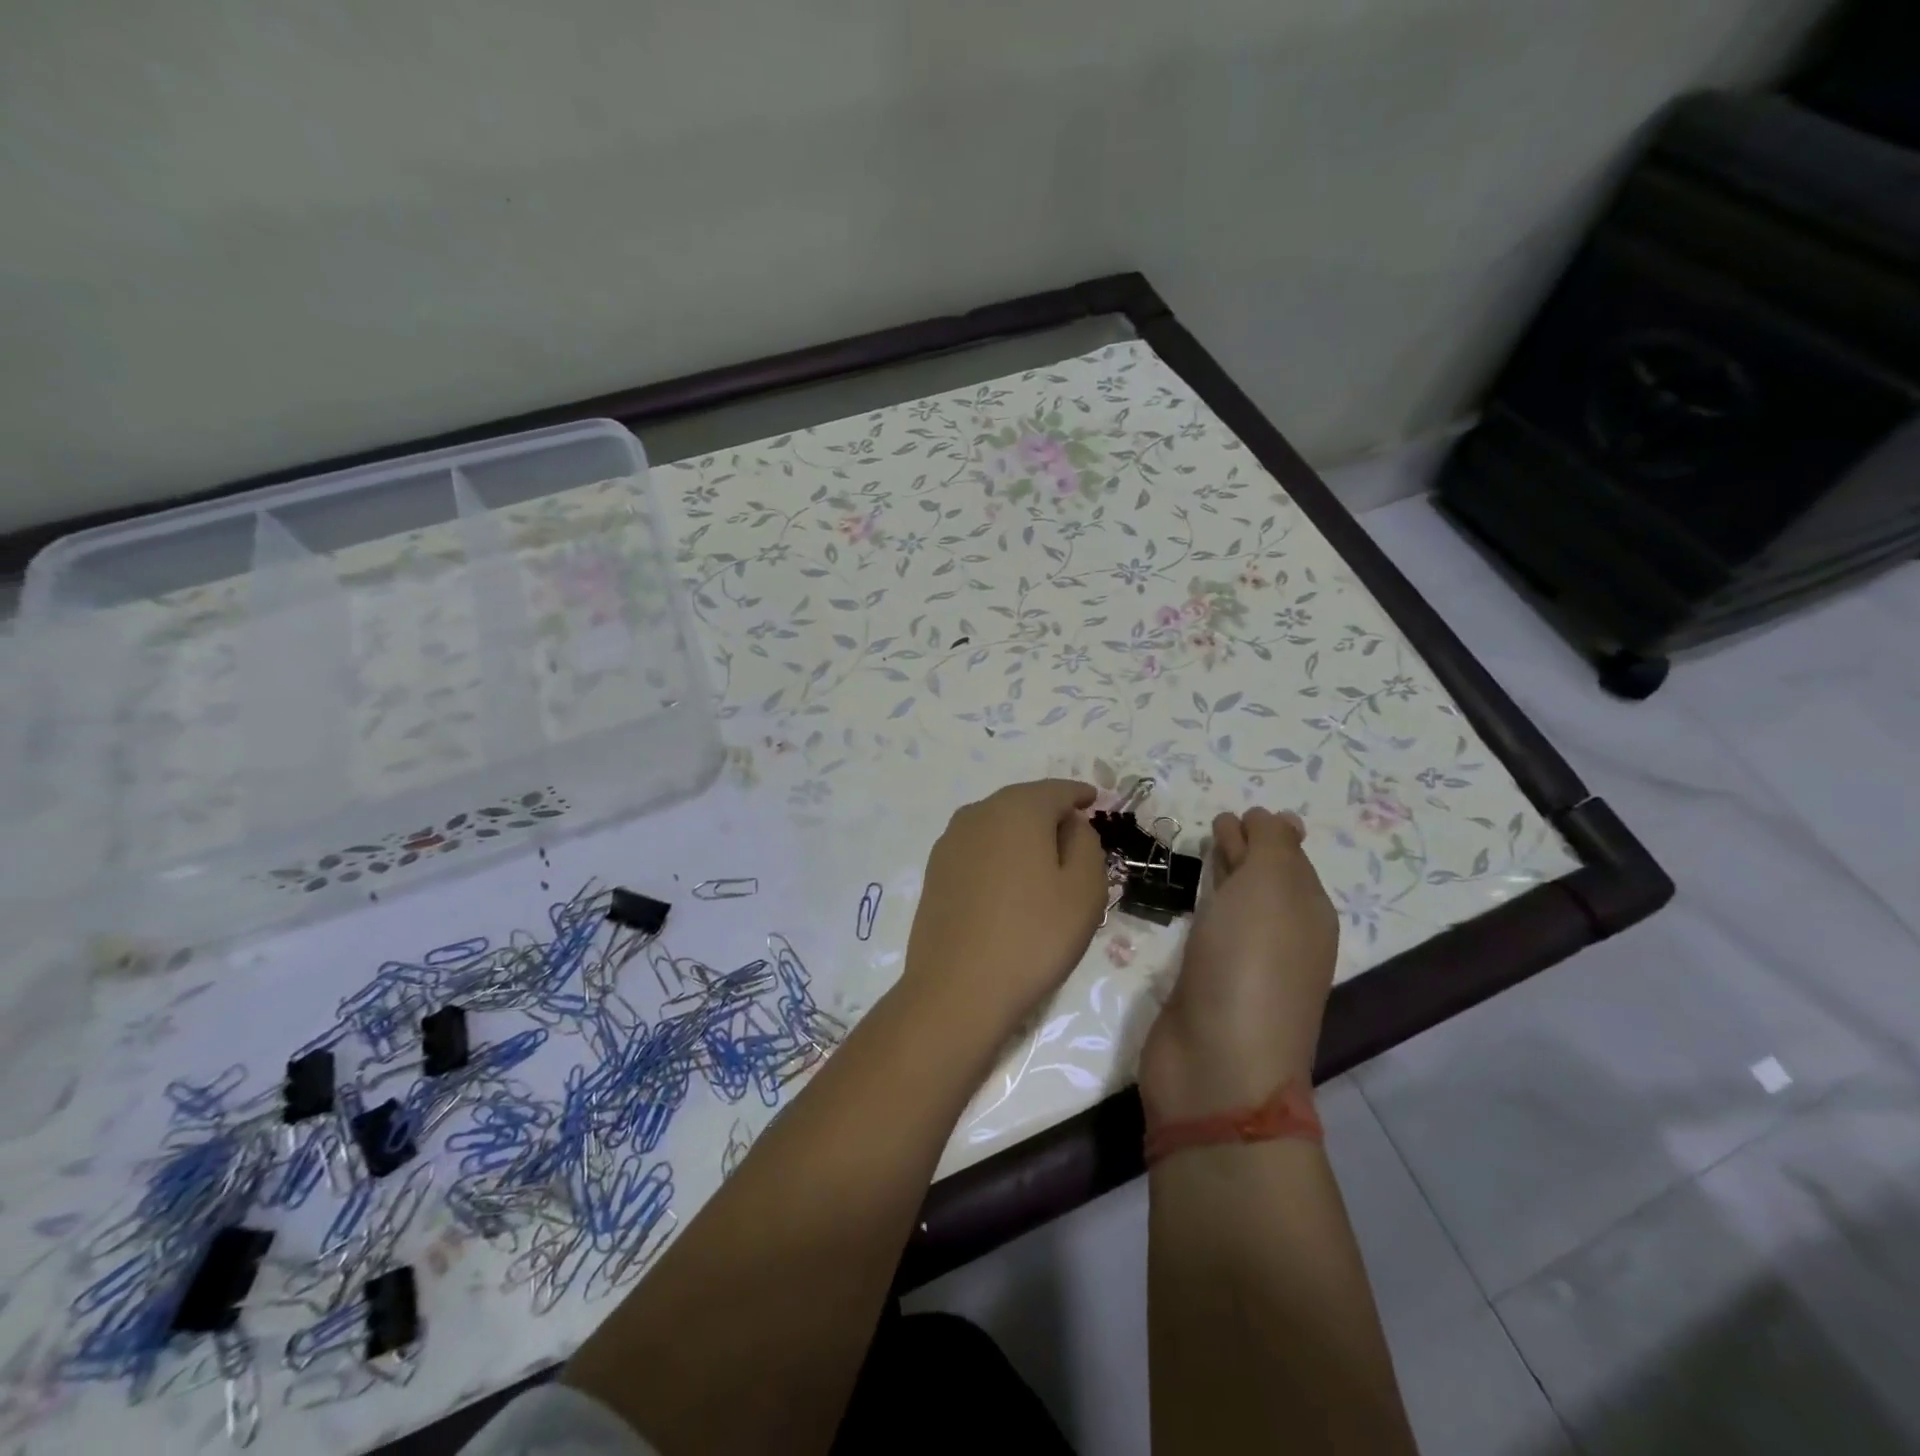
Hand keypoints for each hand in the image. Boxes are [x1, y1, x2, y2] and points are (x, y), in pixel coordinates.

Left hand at [900, 779, 1108, 1045]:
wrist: (957, 989)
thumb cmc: (1033, 937)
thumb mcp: (1085, 890)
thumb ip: (1086, 843)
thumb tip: (1070, 824)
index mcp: (1017, 809)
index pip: (1057, 790)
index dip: (1080, 794)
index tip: (1094, 801)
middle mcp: (978, 813)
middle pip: (1023, 802)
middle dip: (1050, 813)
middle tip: (1075, 835)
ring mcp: (950, 841)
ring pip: (997, 824)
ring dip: (1022, 834)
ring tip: (1044, 861)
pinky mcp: (936, 871)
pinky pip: (978, 848)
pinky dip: (999, 854)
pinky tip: (1009, 881)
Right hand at [1138, 808, 1337, 1119]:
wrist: (1218, 1063)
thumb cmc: (1249, 965)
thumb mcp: (1270, 888)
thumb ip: (1271, 847)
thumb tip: (1270, 819)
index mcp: (1307, 913)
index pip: (1290, 859)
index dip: (1266, 833)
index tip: (1237, 813)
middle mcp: (1284, 938)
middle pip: (1265, 882)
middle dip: (1246, 853)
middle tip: (1216, 826)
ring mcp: (1245, 967)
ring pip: (1237, 907)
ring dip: (1224, 879)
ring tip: (1200, 854)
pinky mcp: (1208, 987)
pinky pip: (1209, 932)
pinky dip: (1203, 909)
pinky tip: (1187, 903)